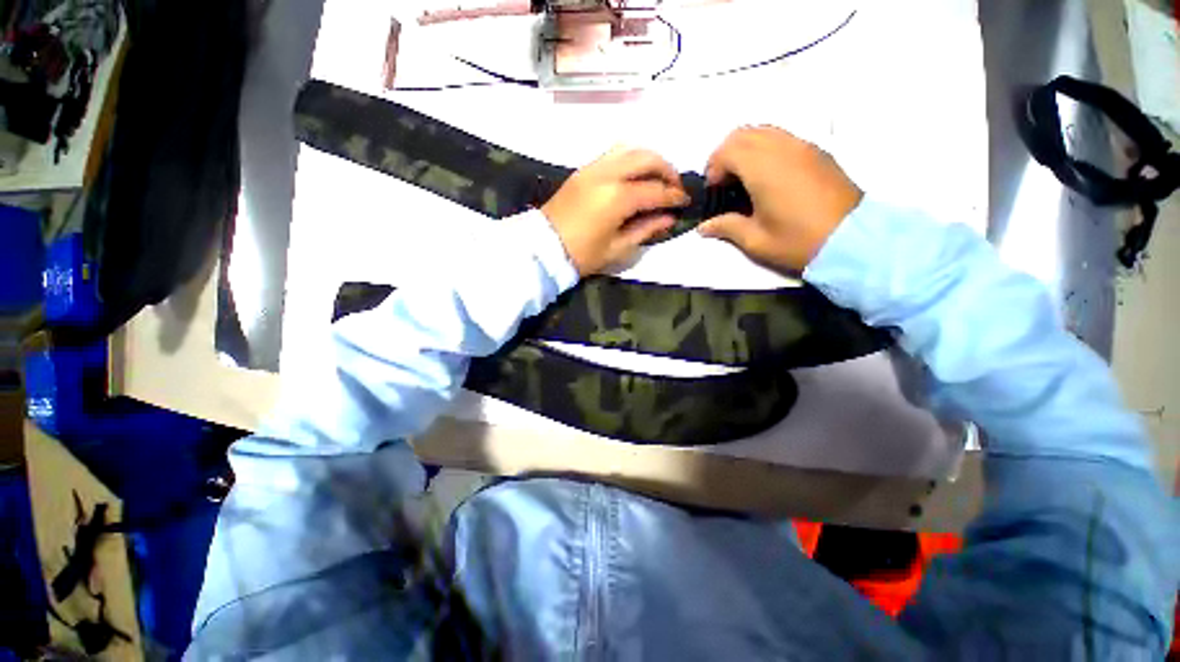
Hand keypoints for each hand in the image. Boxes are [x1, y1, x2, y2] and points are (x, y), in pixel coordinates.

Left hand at [542, 147, 689, 275]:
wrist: (543, 248)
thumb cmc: (581, 255)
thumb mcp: (617, 249)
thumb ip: (646, 230)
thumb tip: (669, 219)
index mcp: (618, 197)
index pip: (655, 190)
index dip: (674, 196)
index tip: (686, 202)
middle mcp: (607, 174)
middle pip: (646, 158)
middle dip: (667, 170)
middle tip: (675, 187)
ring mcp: (593, 168)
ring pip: (630, 148)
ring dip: (649, 159)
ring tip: (657, 178)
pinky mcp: (583, 170)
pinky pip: (613, 154)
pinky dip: (630, 158)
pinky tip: (635, 176)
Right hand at [697, 126, 862, 271]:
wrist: (852, 240)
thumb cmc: (798, 241)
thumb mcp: (755, 240)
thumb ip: (726, 227)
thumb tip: (704, 227)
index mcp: (764, 168)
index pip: (728, 149)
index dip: (713, 167)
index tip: (713, 191)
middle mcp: (782, 148)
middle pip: (744, 133)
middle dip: (725, 154)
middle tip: (723, 182)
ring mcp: (803, 147)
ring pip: (764, 131)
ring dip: (746, 149)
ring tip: (743, 179)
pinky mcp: (817, 152)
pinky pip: (783, 138)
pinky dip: (766, 148)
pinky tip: (767, 177)